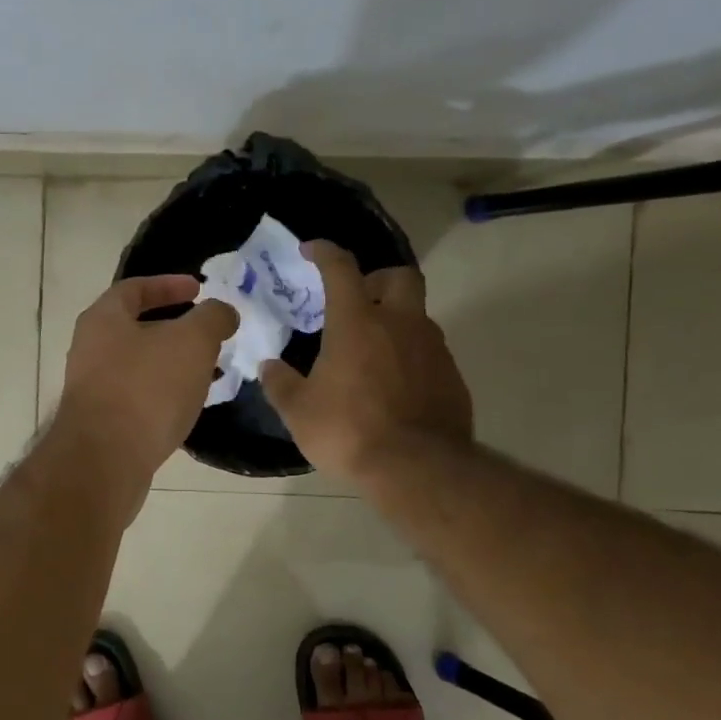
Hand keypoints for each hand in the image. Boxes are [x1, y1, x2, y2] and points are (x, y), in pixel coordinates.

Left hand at [54, 275, 237, 485]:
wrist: (105, 461)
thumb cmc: (147, 388)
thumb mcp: (192, 342)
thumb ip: (212, 318)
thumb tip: (222, 312)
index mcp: (103, 319)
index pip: (134, 288)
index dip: (168, 284)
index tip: (199, 289)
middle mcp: (90, 349)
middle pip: (136, 328)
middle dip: (176, 328)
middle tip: (209, 334)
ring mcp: (93, 388)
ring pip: (140, 365)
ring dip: (173, 364)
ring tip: (209, 370)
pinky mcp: (103, 423)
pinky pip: (139, 397)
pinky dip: (165, 393)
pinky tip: (189, 405)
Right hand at [259, 240, 472, 483]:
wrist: (417, 469)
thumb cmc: (349, 432)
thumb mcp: (299, 412)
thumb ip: (280, 383)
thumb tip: (269, 367)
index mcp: (358, 323)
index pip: (342, 269)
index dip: (325, 253)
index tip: (312, 250)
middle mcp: (400, 324)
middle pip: (400, 276)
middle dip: (378, 279)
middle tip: (358, 301)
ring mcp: (432, 349)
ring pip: (417, 316)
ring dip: (395, 322)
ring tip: (371, 353)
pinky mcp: (452, 377)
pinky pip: (429, 353)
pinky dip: (410, 357)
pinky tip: (394, 386)